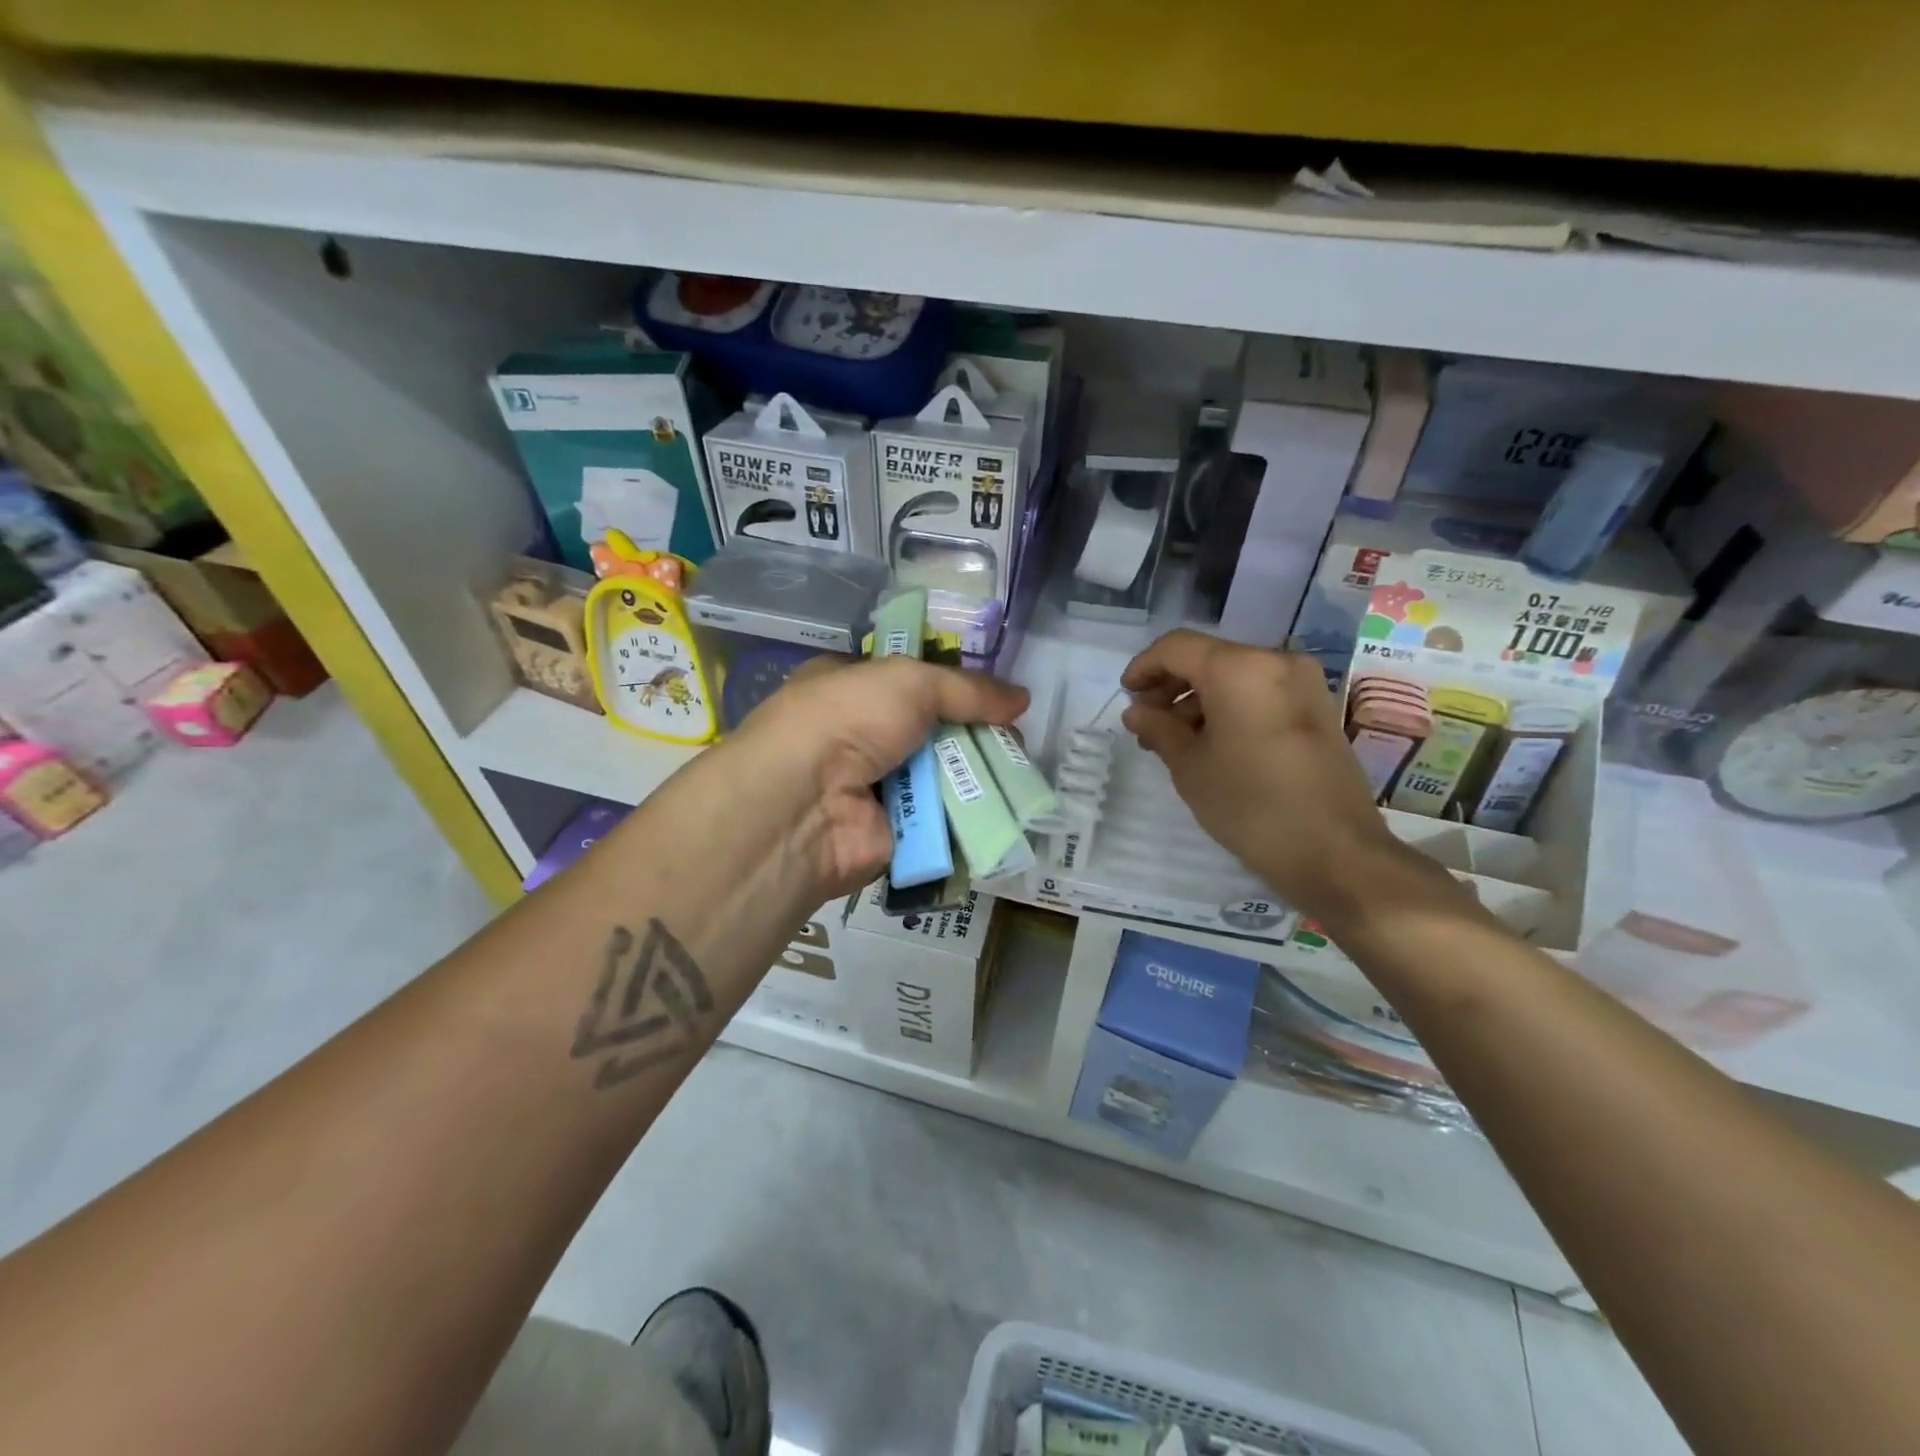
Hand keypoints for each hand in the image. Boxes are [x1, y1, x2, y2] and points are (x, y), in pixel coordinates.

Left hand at [723, 656, 1028, 897]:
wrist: (807, 803)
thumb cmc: (848, 719)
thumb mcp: (910, 681)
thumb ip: (968, 689)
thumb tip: (1022, 698)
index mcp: (849, 688)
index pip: (908, 682)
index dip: (952, 686)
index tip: (995, 696)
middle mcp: (858, 736)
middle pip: (931, 732)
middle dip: (973, 735)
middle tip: (1016, 739)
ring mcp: (873, 787)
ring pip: (939, 777)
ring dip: (976, 776)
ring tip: (1020, 774)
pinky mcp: (890, 833)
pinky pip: (940, 820)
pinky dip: (968, 817)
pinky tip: (1004, 811)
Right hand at [1120, 629, 1421, 926]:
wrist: (1336, 852)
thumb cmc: (1251, 805)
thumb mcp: (1190, 767)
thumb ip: (1158, 729)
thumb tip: (1136, 712)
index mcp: (1239, 668)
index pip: (1177, 647)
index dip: (1143, 667)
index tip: (1126, 697)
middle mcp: (1275, 662)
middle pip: (1208, 658)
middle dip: (1170, 686)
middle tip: (1147, 724)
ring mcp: (1303, 683)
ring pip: (1235, 676)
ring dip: (1198, 699)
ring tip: (1174, 741)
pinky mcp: (1318, 708)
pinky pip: (1261, 692)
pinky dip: (1230, 707)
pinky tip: (1211, 743)